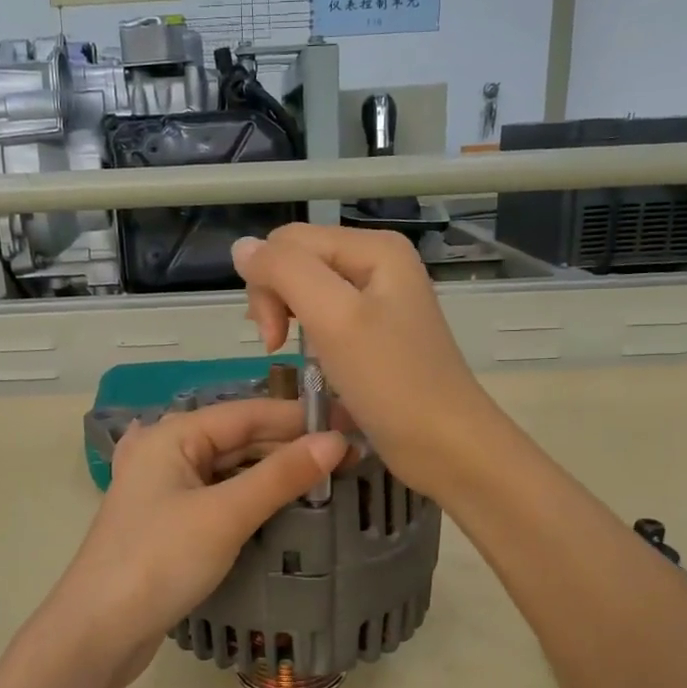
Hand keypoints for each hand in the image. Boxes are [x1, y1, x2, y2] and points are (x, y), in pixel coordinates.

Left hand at [29, 399, 348, 687]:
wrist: (97, 632)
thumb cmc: (159, 562)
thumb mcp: (225, 515)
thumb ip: (280, 476)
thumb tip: (336, 441)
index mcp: (172, 435)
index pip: (248, 413)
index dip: (301, 418)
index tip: (353, 423)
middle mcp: (166, 451)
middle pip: (239, 438)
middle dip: (291, 446)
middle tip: (350, 457)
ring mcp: (166, 488)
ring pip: (231, 468)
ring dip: (274, 473)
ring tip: (328, 479)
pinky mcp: (170, 521)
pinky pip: (221, 495)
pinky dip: (253, 497)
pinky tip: (284, 504)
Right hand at [232, 225, 495, 500]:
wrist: (445, 445)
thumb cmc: (391, 383)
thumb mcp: (334, 319)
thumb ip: (285, 273)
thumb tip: (241, 246)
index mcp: (374, 247)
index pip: (288, 242)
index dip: (267, 283)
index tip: (274, 338)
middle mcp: (377, 262)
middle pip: (297, 261)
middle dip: (276, 299)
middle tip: (277, 347)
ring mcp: (378, 298)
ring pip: (306, 289)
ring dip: (288, 318)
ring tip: (290, 353)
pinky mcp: (375, 331)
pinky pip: (325, 316)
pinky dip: (308, 335)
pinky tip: (313, 360)